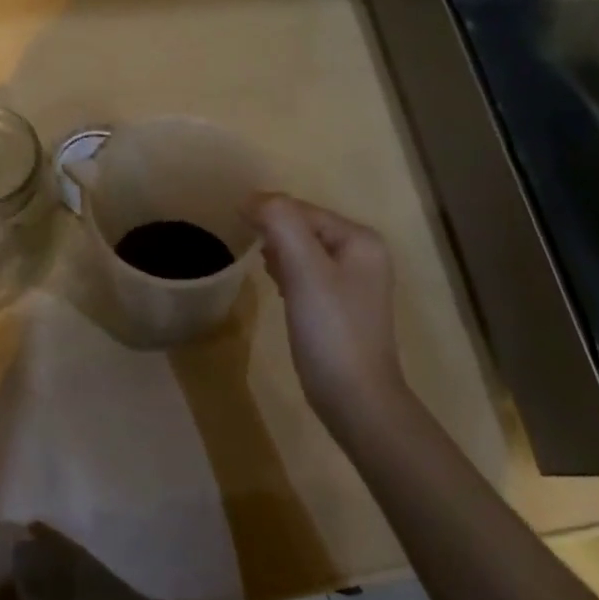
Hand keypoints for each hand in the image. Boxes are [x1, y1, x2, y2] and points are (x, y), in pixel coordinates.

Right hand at [246, 193, 409, 440]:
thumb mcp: (304, 269)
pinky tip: (277, 288)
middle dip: (274, 234)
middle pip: (303, 227)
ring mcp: (354, 282)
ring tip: (262, 268)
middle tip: (250, 250)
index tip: (235, 223)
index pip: (302, 210)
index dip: (268, 213)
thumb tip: (251, 199)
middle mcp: (363, 254)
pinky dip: (287, 274)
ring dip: (278, 253)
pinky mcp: (340, 307)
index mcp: (361, 239)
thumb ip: (280, 223)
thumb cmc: (331, 330)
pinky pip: (306, 274)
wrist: (356, 401)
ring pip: (302, 250)